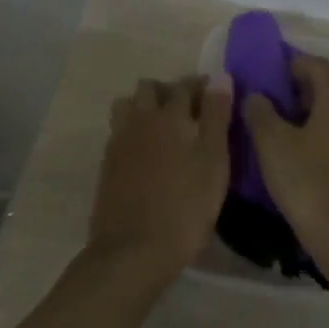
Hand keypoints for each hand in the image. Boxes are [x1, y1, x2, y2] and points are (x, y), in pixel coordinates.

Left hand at [88, 75, 233, 282]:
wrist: (131, 251)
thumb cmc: (184, 207)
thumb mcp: (214, 162)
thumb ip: (217, 117)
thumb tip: (221, 76)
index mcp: (171, 115)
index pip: (186, 85)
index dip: (201, 86)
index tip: (214, 95)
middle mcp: (142, 118)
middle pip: (150, 88)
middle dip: (169, 91)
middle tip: (187, 111)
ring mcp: (120, 140)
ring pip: (129, 105)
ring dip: (144, 106)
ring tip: (161, 127)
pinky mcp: (107, 164)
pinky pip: (119, 130)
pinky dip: (132, 129)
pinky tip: (144, 151)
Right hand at [244, 55, 328, 267]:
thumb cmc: (308, 183)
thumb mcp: (272, 144)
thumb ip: (260, 111)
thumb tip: (256, 96)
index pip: (314, 64)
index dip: (288, 62)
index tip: (264, 73)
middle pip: (325, 85)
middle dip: (295, 87)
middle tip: (265, 99)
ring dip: (304, 111)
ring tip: (275, 126)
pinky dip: (315, 131)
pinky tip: (294, 152)